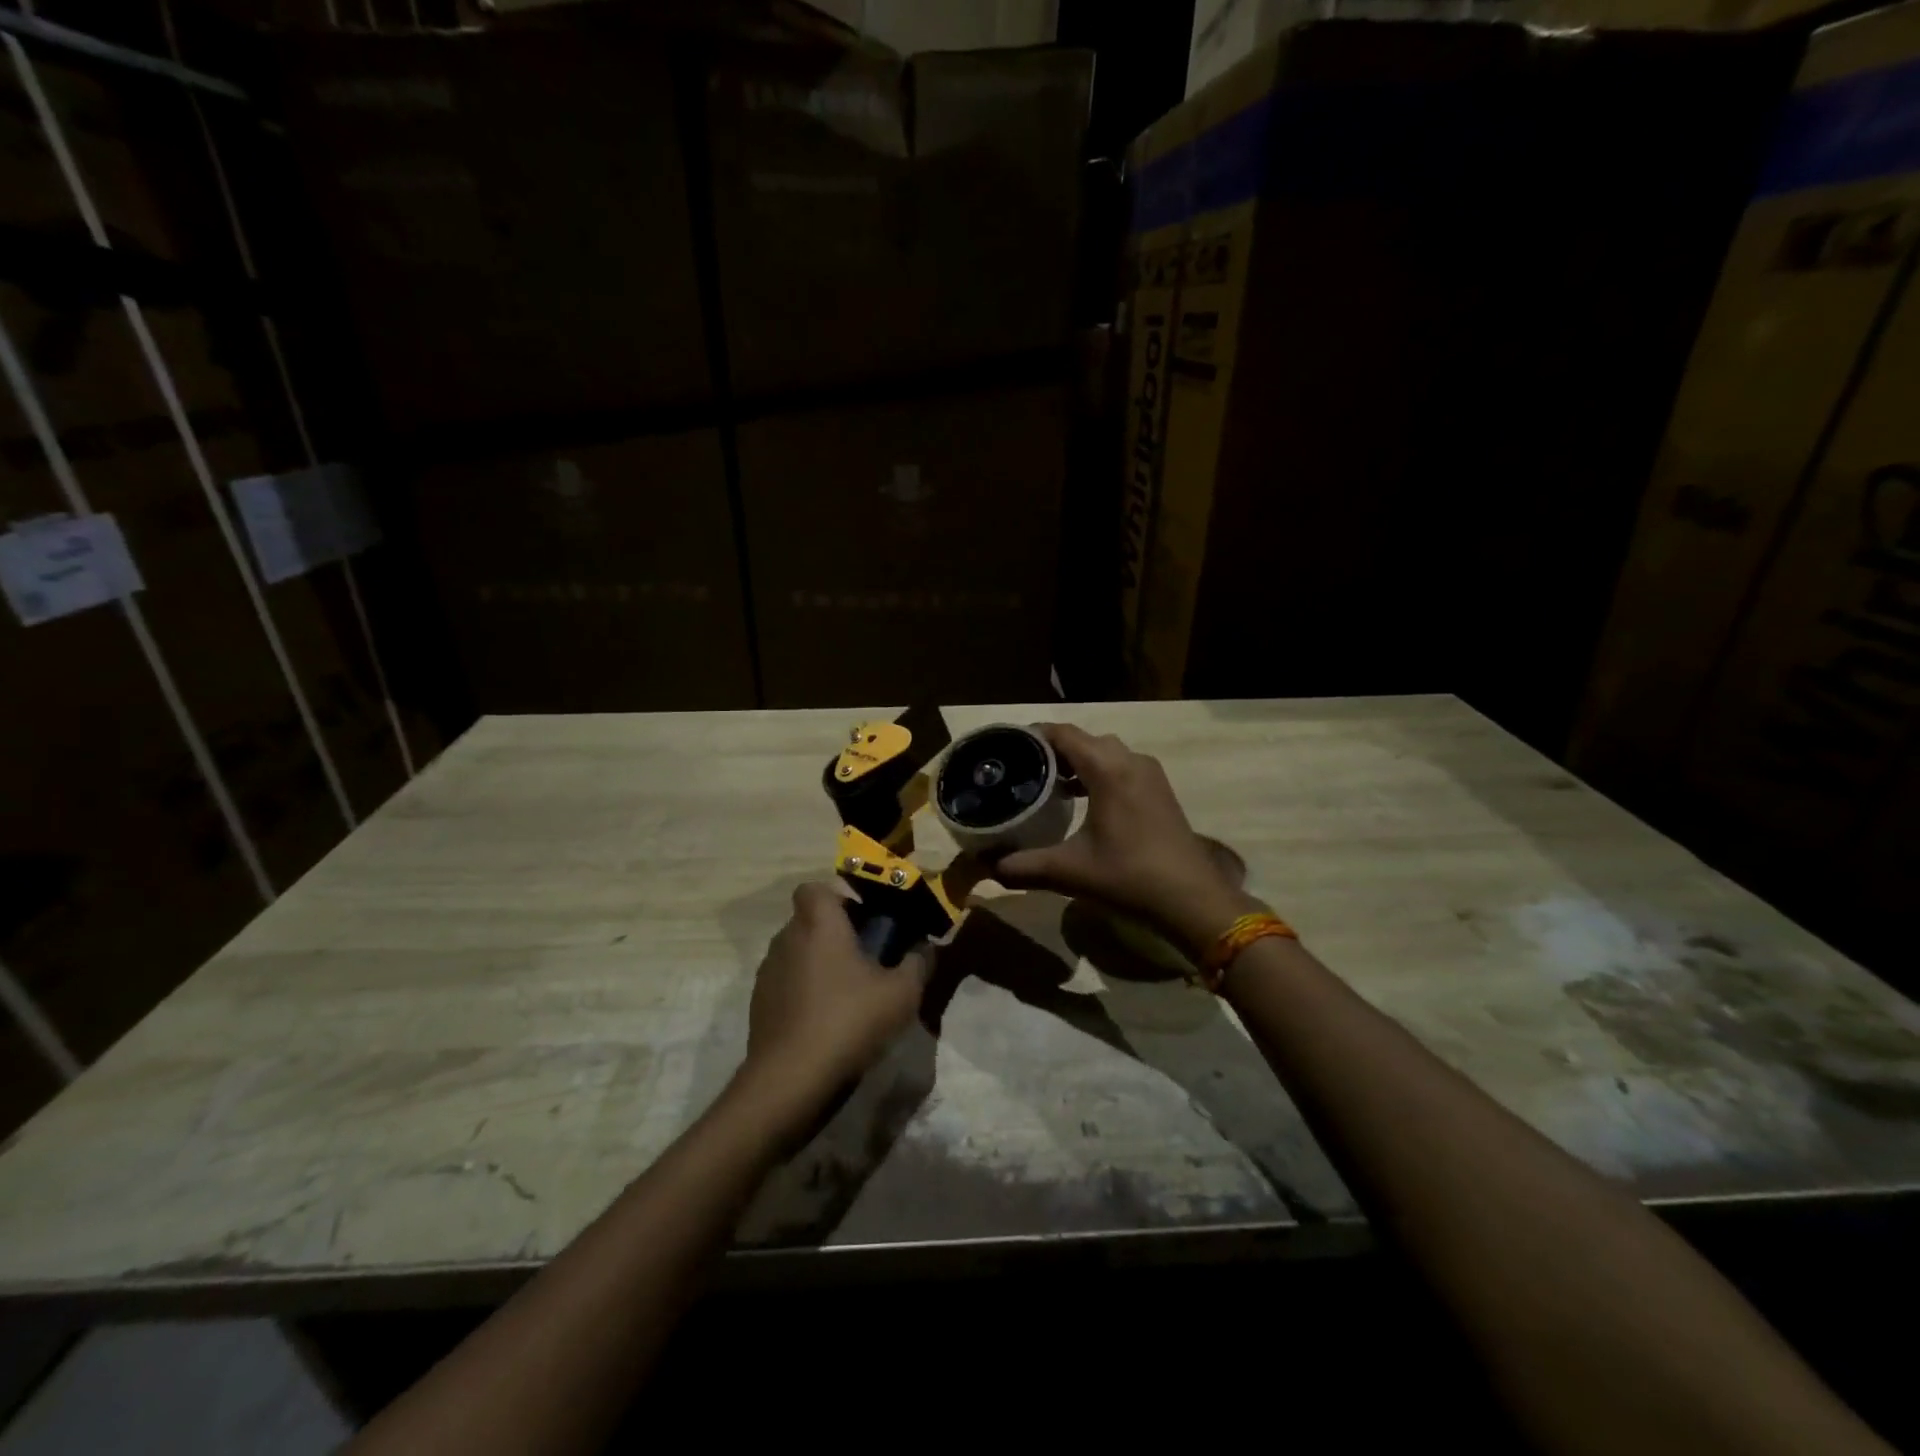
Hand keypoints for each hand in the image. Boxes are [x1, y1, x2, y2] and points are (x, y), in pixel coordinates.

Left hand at [742, 882, 929, 1109]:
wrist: (790, 1080)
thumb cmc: (849, 1021)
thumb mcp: (902, 994)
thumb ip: (918, 964)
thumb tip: (925, 948)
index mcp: (818, 924)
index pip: (815, 888)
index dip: (838, 899)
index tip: (864, 922)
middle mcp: (787, 938)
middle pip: (809, 921)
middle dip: (835, 934)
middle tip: (867, 960)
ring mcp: (768, 973)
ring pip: (797, 953)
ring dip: (819, 964)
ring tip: (849, 995)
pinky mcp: (759, 1005)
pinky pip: (787, 984)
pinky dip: (804, 992)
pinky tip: (826, 1022)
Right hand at [989, 723, 1256, 953]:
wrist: (1192, 899)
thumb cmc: (1129, 877)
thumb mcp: (1069, 872)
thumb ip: (1023, 867)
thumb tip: (986, 869)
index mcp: (1107, 769)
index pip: (1063, 734)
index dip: (1033, 735)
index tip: (1006, 746)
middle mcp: (1130, 761)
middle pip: (1084, 740)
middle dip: (1052, 750)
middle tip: (1021, 768)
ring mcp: (1149, 775)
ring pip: (1105, 752)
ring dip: (1077, 761)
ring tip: (1046, 783)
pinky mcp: (1159, 791)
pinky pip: (1121, 767)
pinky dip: (1098, 773)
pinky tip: (1082, 800)